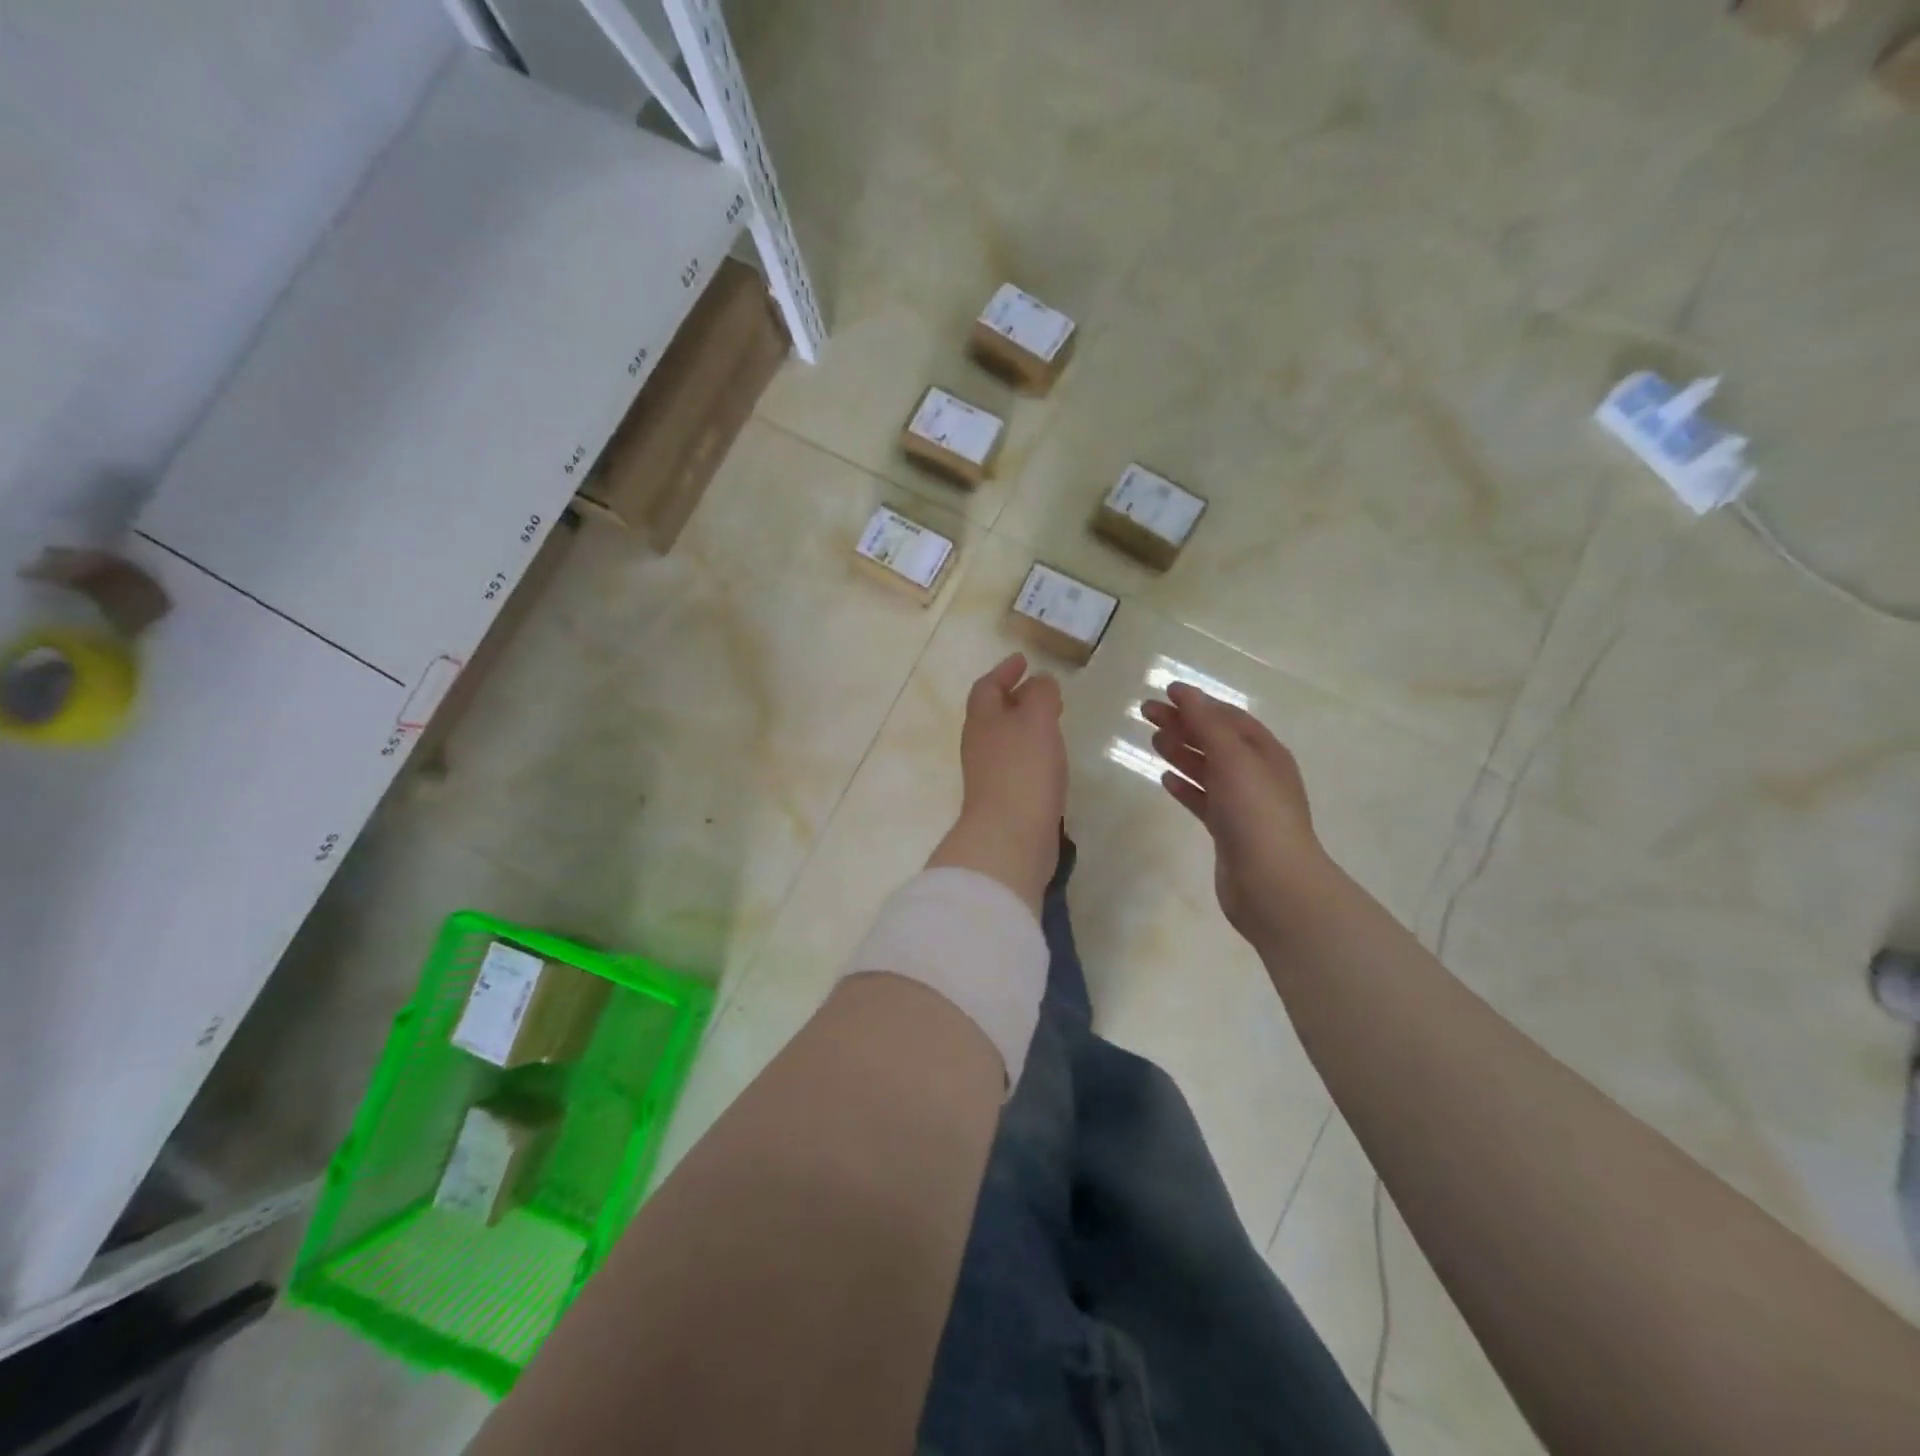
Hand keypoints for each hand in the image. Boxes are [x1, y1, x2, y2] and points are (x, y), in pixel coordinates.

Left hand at [927, 653, 1065, 914]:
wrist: (1010, 836)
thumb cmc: (1023, 770)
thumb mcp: (1037, 719)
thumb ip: (1041, 694)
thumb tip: (1040, 682)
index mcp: (982, 720)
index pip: (987, 686)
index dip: (1004, 671)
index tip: (1023, 660)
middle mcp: (980, 744)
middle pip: (993, 713)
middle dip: (1016, 698)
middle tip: (1044, 691)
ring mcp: (989, 774)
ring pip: (1006, 739)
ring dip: (1025, 726)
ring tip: (1052, 721)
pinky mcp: (1004, 799)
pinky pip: (1017, 765)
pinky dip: (1032, 753)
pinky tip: (1051, 760)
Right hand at [1140, 684, 1330, 942]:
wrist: (1272, 882)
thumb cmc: (1255, 812)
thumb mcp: (1232, 758)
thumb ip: (1206, 724)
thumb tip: (1185, 692)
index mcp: (1265, 753)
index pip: (1228, 718)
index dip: (1198, 703)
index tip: (1165, 692)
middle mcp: (1256, 775)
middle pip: (1215, 740)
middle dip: (1183, 724)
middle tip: (1146, 713)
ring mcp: (1242, 805)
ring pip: (1207, 770)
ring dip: (1181, 752)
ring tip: (1153, 741)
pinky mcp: (1227, 831)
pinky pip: (1203, 800)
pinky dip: (1185, 787)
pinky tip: (1165, 779)